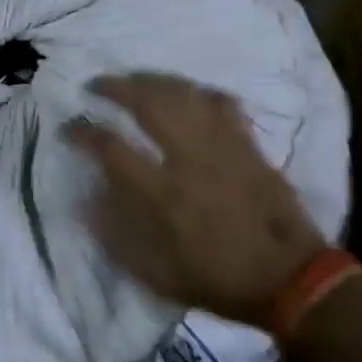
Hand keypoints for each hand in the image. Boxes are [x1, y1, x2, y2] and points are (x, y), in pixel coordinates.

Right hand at [67, 73, 325, 326]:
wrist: (292, 281)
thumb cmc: (218, 279)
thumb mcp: (156, 273)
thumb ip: (116, 235)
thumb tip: (84, 201)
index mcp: (162, 193)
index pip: (110, 147)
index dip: (82, 132)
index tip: (68, 127)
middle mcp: (189, 159)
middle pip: (147, 102)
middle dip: (115, 87)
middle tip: (96, 85)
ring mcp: (222, 146)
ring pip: (183, 93)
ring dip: (152, 80)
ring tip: (134, 80)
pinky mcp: (248, 145)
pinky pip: (222, 103)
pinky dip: (200, 92)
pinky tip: (188, 94)